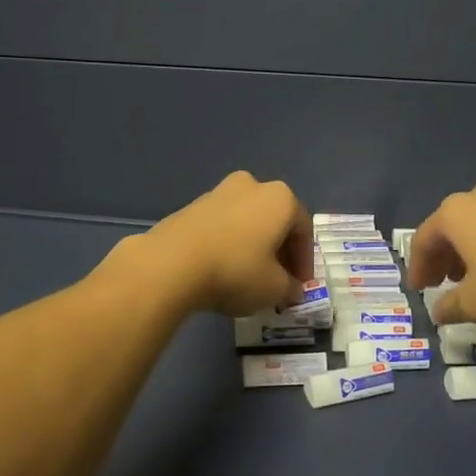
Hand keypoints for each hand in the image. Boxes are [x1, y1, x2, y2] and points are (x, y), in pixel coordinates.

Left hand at [120, 172, 313, 316]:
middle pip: (274, 221)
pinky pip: (222, 225)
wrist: (171, 263)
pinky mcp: (192, 205)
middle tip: (278, 281)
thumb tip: (292, 289)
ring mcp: (219, 192)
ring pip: (247, 220)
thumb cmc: (235, 270)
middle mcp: (252, 186)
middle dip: (279, 251)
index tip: (299, 286)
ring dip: (253, 245)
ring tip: (248, 276)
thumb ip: (290, 288)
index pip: (303, 231)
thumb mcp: (274, 289)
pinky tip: (222, 268)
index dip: (304, 262)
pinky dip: (228, 243)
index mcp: (280, 198)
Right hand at [409, 179, 475, 325]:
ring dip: (468, 250)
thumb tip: (439, 312)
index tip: (419, 290)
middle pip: (449, 227)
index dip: (418, 267)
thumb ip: (450, 306)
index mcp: (453, 213)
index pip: (423, 240)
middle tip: (442, 283)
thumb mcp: (475, 303)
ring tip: (472, 278)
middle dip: (443, 257)